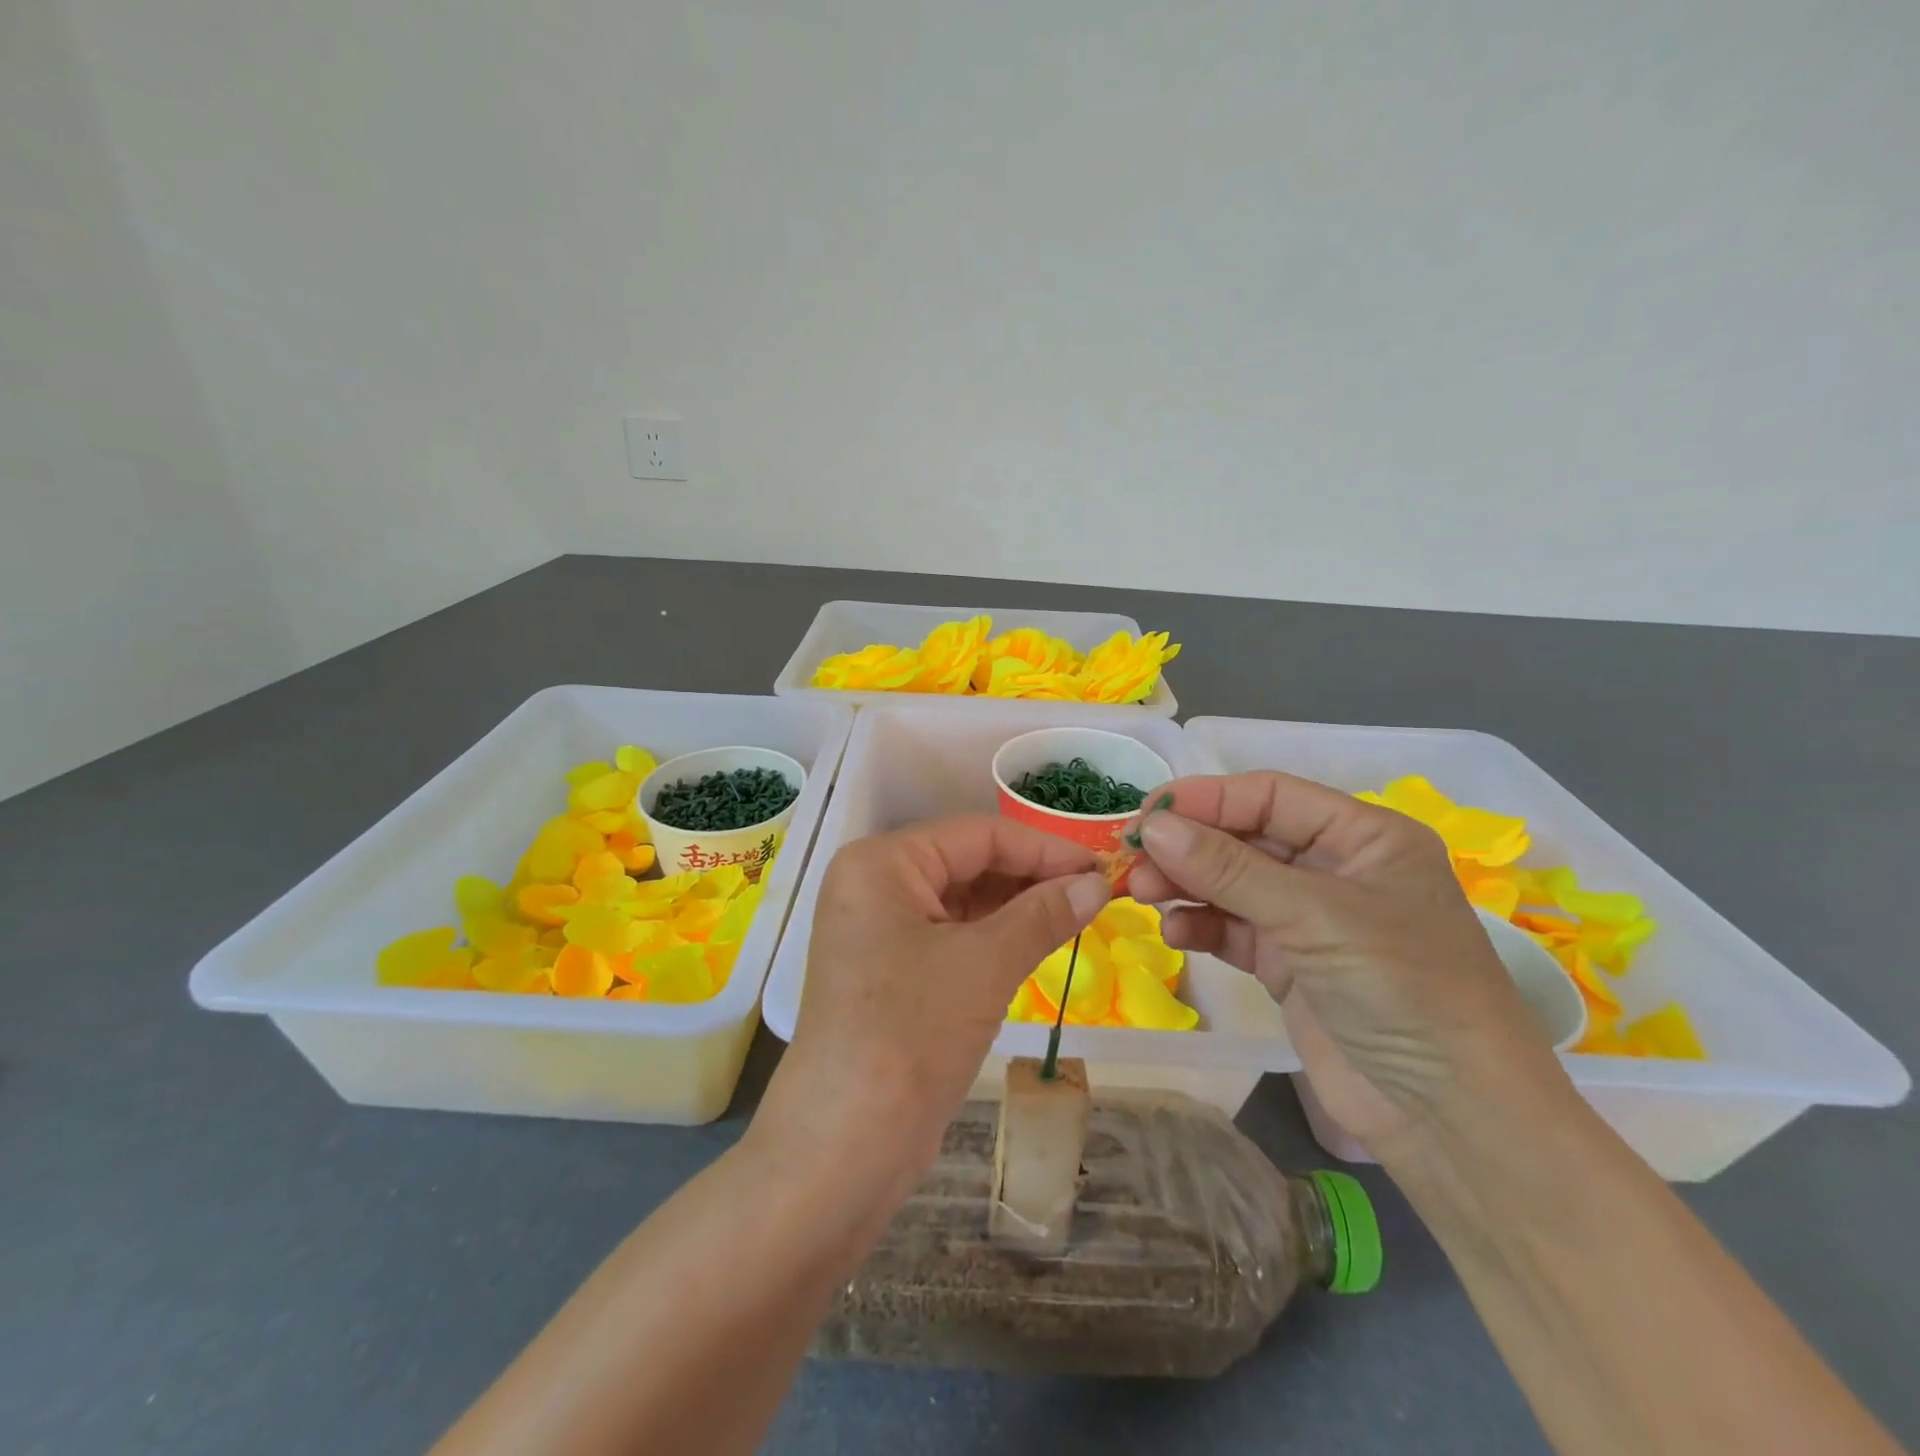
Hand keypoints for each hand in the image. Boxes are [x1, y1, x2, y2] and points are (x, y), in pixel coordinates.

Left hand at [752, 815, 1110, 1212]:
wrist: (846, 1145)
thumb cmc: (912, 1032)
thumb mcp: (985, 964)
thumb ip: (1043, 915)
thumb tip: (1097, 884)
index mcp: (882, 862)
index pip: (977, 834)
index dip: (1043, 847)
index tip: (1100, 867)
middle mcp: (874, 885)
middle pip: (967, 862)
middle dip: (1031, 877)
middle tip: (1095, 894)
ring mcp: (879, 930)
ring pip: (962, 901)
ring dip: (1017, 907)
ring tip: (1078, 916)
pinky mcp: (891, 970)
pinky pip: (952, 936)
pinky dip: (995, 937)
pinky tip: (1038, 942)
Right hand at [1126, 772, 1567, 1162]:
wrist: (1451, 1118)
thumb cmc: (1402, 990)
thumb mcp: (1314, 916)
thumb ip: (1228, 869)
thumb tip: (1153, 827)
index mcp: (1362, 837)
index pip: (1270, 796)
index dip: (1206, 799)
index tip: (1146, 813)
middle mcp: (1334, 869)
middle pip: (1244, 838)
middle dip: (1188, 846)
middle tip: (1133, 860)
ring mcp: (1309, 920)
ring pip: (1231, 884)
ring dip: (1186, 885)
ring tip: (1142, 894)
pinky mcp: (1288, 965)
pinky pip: (1233, 930)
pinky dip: (1202, 927)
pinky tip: (1177, 934)